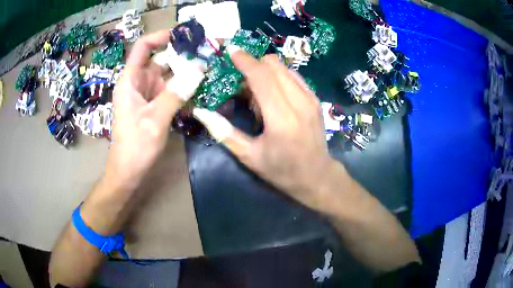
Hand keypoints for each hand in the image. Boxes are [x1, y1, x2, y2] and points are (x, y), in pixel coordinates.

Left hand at [106, 30, 203, 189]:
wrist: (129, 172)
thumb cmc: (135, 147)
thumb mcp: (155, 120)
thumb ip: (176, 94)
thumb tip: (199, 69)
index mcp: (131, 80)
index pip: (143, 47)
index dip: (161, 36)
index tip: (184, 36)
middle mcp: (139, 83)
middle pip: (160, 59)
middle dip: (182, 55)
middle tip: (208, 54)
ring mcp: (147, 94)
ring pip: (168, 75)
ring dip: (187, 73)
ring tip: (210, 70)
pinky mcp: (154, 105)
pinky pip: (171, 90)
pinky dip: (184, 89)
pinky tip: (202, 90)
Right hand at [193, 47, 340, 209]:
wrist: (317, 176)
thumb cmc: (282, 171)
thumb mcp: (249, 157)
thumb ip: (224, 132)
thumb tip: (201, 112)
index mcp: (282, 119)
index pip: (261, 77)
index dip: (244, 60)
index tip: (230, 50)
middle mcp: (299, 102)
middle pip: (273, 64)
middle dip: (253, 65)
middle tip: (240, 83)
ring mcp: (311, 98)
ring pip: (284, 67)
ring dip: (265, 71)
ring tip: (256, 92)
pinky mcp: (315, 98)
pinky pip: (293, 75)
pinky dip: (278, 77)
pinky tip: (273, 94)